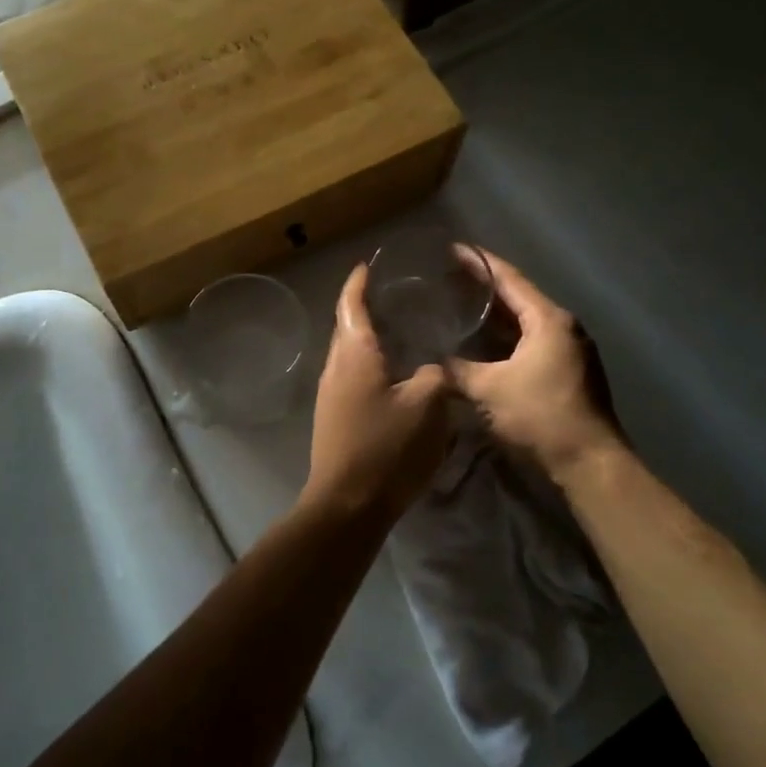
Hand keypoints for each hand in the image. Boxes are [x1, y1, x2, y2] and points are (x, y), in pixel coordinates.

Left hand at [301, 264, 452, 523]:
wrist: (347, 503)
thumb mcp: (428, 405)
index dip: (359, 282)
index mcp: (354, 354)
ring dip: (368, 337)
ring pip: (349, 353)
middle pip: (346, 326)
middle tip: (394, 294)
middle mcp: (335, 367)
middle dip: (364, 307)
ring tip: (398, 329)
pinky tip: (393, 372)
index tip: (369, 264)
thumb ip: (435, 376)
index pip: (351, 304)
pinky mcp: (334, 417)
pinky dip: (369, 363)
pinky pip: (351, 376)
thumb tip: (432, 369)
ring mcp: (330, 393)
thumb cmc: (387, 447)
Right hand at [449, 248, 627, 478]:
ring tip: (460, 305)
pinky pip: (530, 342)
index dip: (479, 262)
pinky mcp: (568, 372)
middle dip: (484, 287)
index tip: (453, 249)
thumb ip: (456, 370)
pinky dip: (505, 338)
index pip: (509, 278)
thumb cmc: (540, 416)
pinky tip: (482, 344)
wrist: (589, 462)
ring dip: (495, 315)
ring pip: (525, 322)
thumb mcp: (488, 390)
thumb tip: (430, 361)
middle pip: (519, 297)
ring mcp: (569, 350)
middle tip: (449, 277)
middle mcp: (563, 327)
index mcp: (548, 320)